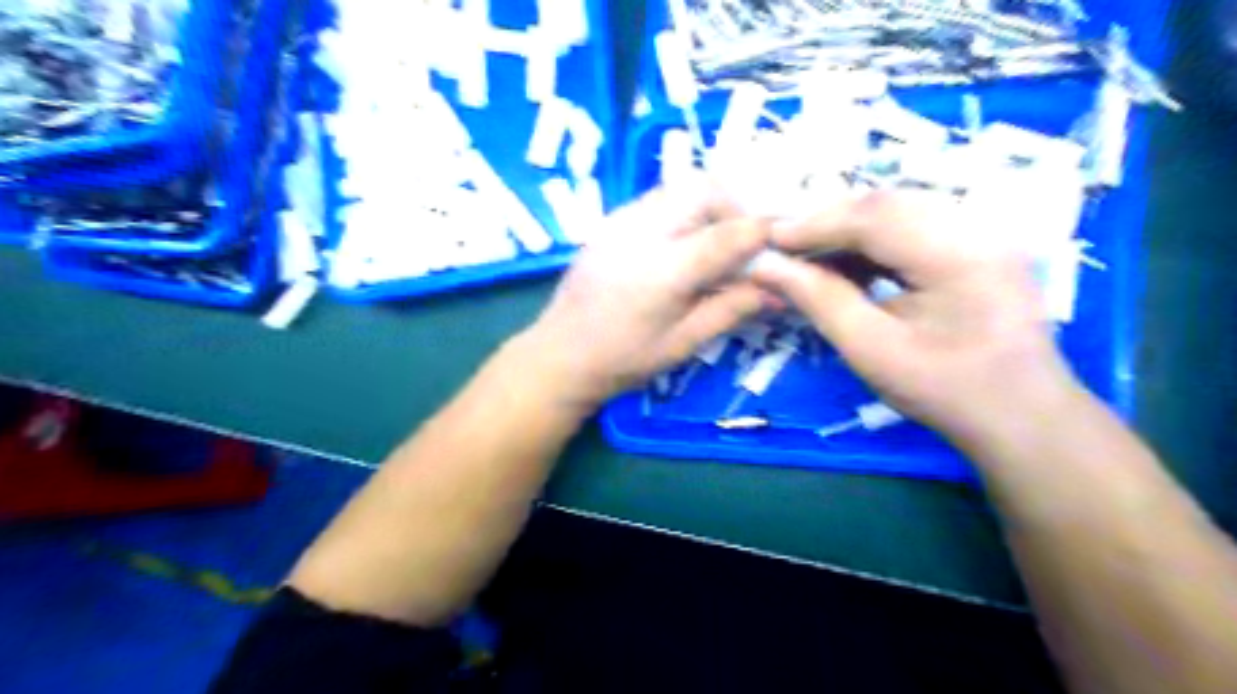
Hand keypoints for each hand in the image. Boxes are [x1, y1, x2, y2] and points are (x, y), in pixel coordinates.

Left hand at [519, 179, 770, 411]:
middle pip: (703, 188)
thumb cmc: (624, 360)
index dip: (760, 231)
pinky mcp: (608, 221)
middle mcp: (642, 231)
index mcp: (665, 270)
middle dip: (735, 206)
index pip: (728, 234)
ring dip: (708, 204)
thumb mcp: (684, 343)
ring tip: (715, 240)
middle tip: (745, 239)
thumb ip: (731, 309)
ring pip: (678, 187)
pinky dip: (682, 209)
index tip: (780, 238)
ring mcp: (620, 221)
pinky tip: (683, 242)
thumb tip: (776, 290)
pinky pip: (657, 199)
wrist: (559, 355)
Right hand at [742, 191, 1085, 447]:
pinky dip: (873, 240)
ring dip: (849, 229)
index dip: (816, 224)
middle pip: (888, 204)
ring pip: (900, 210)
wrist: (1020, 416)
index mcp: (960, 255)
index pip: (876, 218)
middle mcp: (979, 228)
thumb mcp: (871, 350)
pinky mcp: (978, 245)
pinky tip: (848, 263)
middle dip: (830, 221)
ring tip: (810, 255)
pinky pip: (915, 226)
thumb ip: (819, 300)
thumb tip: (767, 267)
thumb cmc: (945, 391)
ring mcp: (984, 233)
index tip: (770, 238)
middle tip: (786, 245)